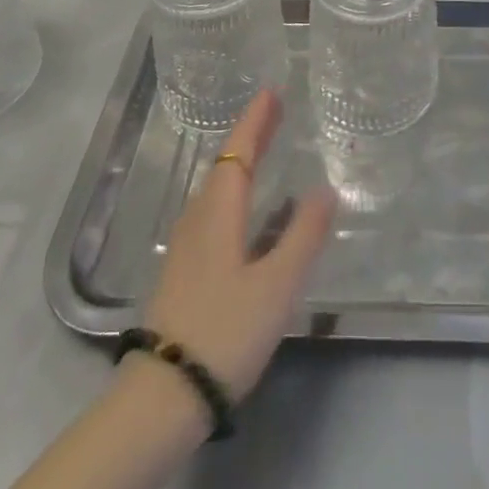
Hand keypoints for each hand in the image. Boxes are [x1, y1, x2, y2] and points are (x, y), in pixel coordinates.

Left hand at [144, 90, 336, 401]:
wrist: (163, 398)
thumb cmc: (225, 330)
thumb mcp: (276, 285)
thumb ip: (303, 235)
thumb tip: (325, 190)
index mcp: (219, 212)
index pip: (239, 152)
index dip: (256, 120)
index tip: (271, 91)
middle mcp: (199, 219)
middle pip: (226, 166)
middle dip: (251, 136)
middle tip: (275, 111)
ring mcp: (187, 247)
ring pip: (217, 189)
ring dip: (242, 164)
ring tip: (265, 151)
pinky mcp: (184, 272)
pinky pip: (214, 211)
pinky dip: (235, 193)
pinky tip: (249, 213)